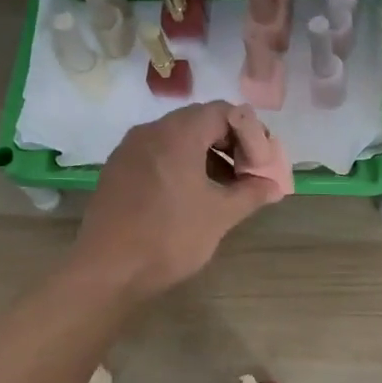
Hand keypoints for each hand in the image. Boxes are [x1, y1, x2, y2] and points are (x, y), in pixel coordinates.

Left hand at [72, 101, 283, 298]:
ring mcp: (129, 150)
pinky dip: (181, 165)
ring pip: (178, 139)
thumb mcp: (220, 215)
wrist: (107, 270)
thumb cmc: (169, 236)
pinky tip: (191, 197)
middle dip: (230, 143)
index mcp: (178, 133)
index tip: (260, 165)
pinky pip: (157, 155)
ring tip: (224, 189)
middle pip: (200, 121)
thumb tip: (274, 186)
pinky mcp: (117, 171)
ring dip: (207, 156)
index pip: (224, 112)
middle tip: (248, 173)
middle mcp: (150, 131)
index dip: (251, 134)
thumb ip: (251, 193)